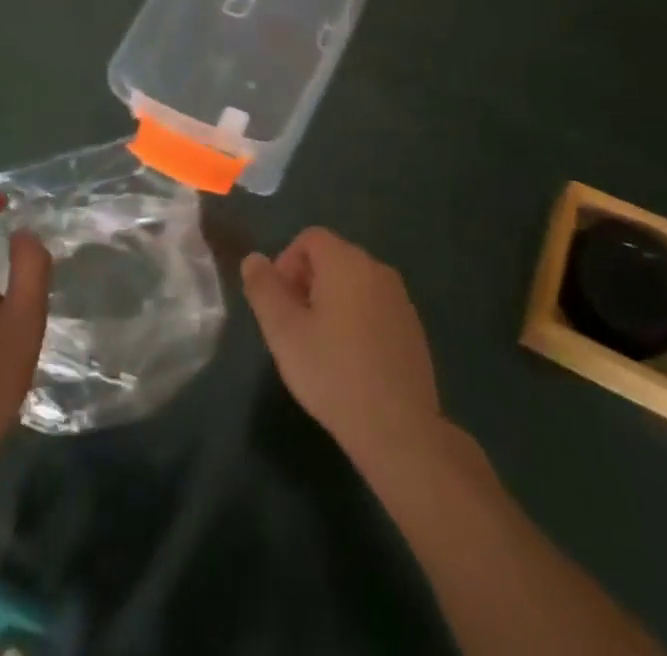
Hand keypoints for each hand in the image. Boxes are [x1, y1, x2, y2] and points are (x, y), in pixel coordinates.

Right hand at [241, 228, 442, 466]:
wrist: (398, 429)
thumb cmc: (333, 373)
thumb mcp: (284, 332)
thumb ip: (264, 289)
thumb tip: (253, 259)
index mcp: (346, 262)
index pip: (310, 238)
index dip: (286, 263)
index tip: (279, 304)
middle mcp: (377, 269)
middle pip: (332, 257)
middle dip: (306, 282)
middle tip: (294, 326)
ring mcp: (399, 298)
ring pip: (354, 283)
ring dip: (330, 301)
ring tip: (319, 345)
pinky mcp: (412, 327)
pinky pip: (374, 306)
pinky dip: (355, 319)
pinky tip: (349, 361)